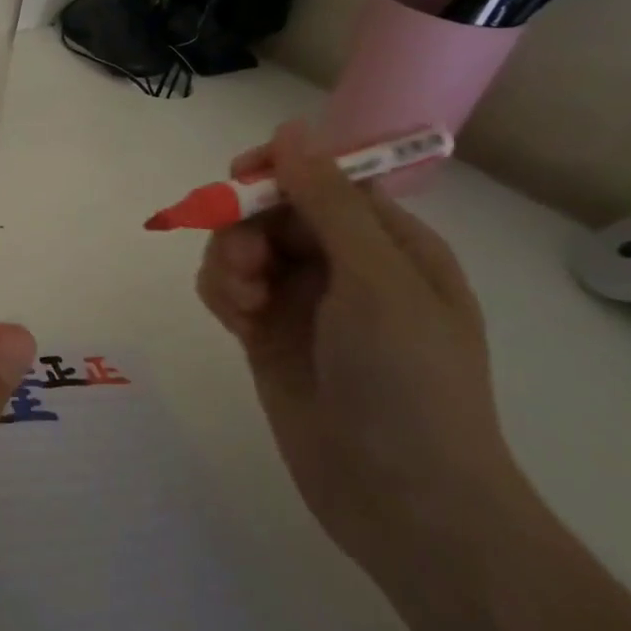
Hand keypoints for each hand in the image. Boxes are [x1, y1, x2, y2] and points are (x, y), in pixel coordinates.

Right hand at [196, 121, 526, 581]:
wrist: (403, 501)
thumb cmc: (408, 381)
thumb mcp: (376, 281)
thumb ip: (328, 202)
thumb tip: (291, 129)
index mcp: (388, 244)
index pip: (324, 180)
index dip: (279, 171)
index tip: (239, 179)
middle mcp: (345, 266)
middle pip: (273, 212)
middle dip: (246, 227)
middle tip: (246, 266)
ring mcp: (304, 303)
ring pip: (243, 248)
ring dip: (229, 262)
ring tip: (241, 303)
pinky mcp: (268, 336)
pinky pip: (229, 289)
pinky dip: (222, 293)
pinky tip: (233, 319)